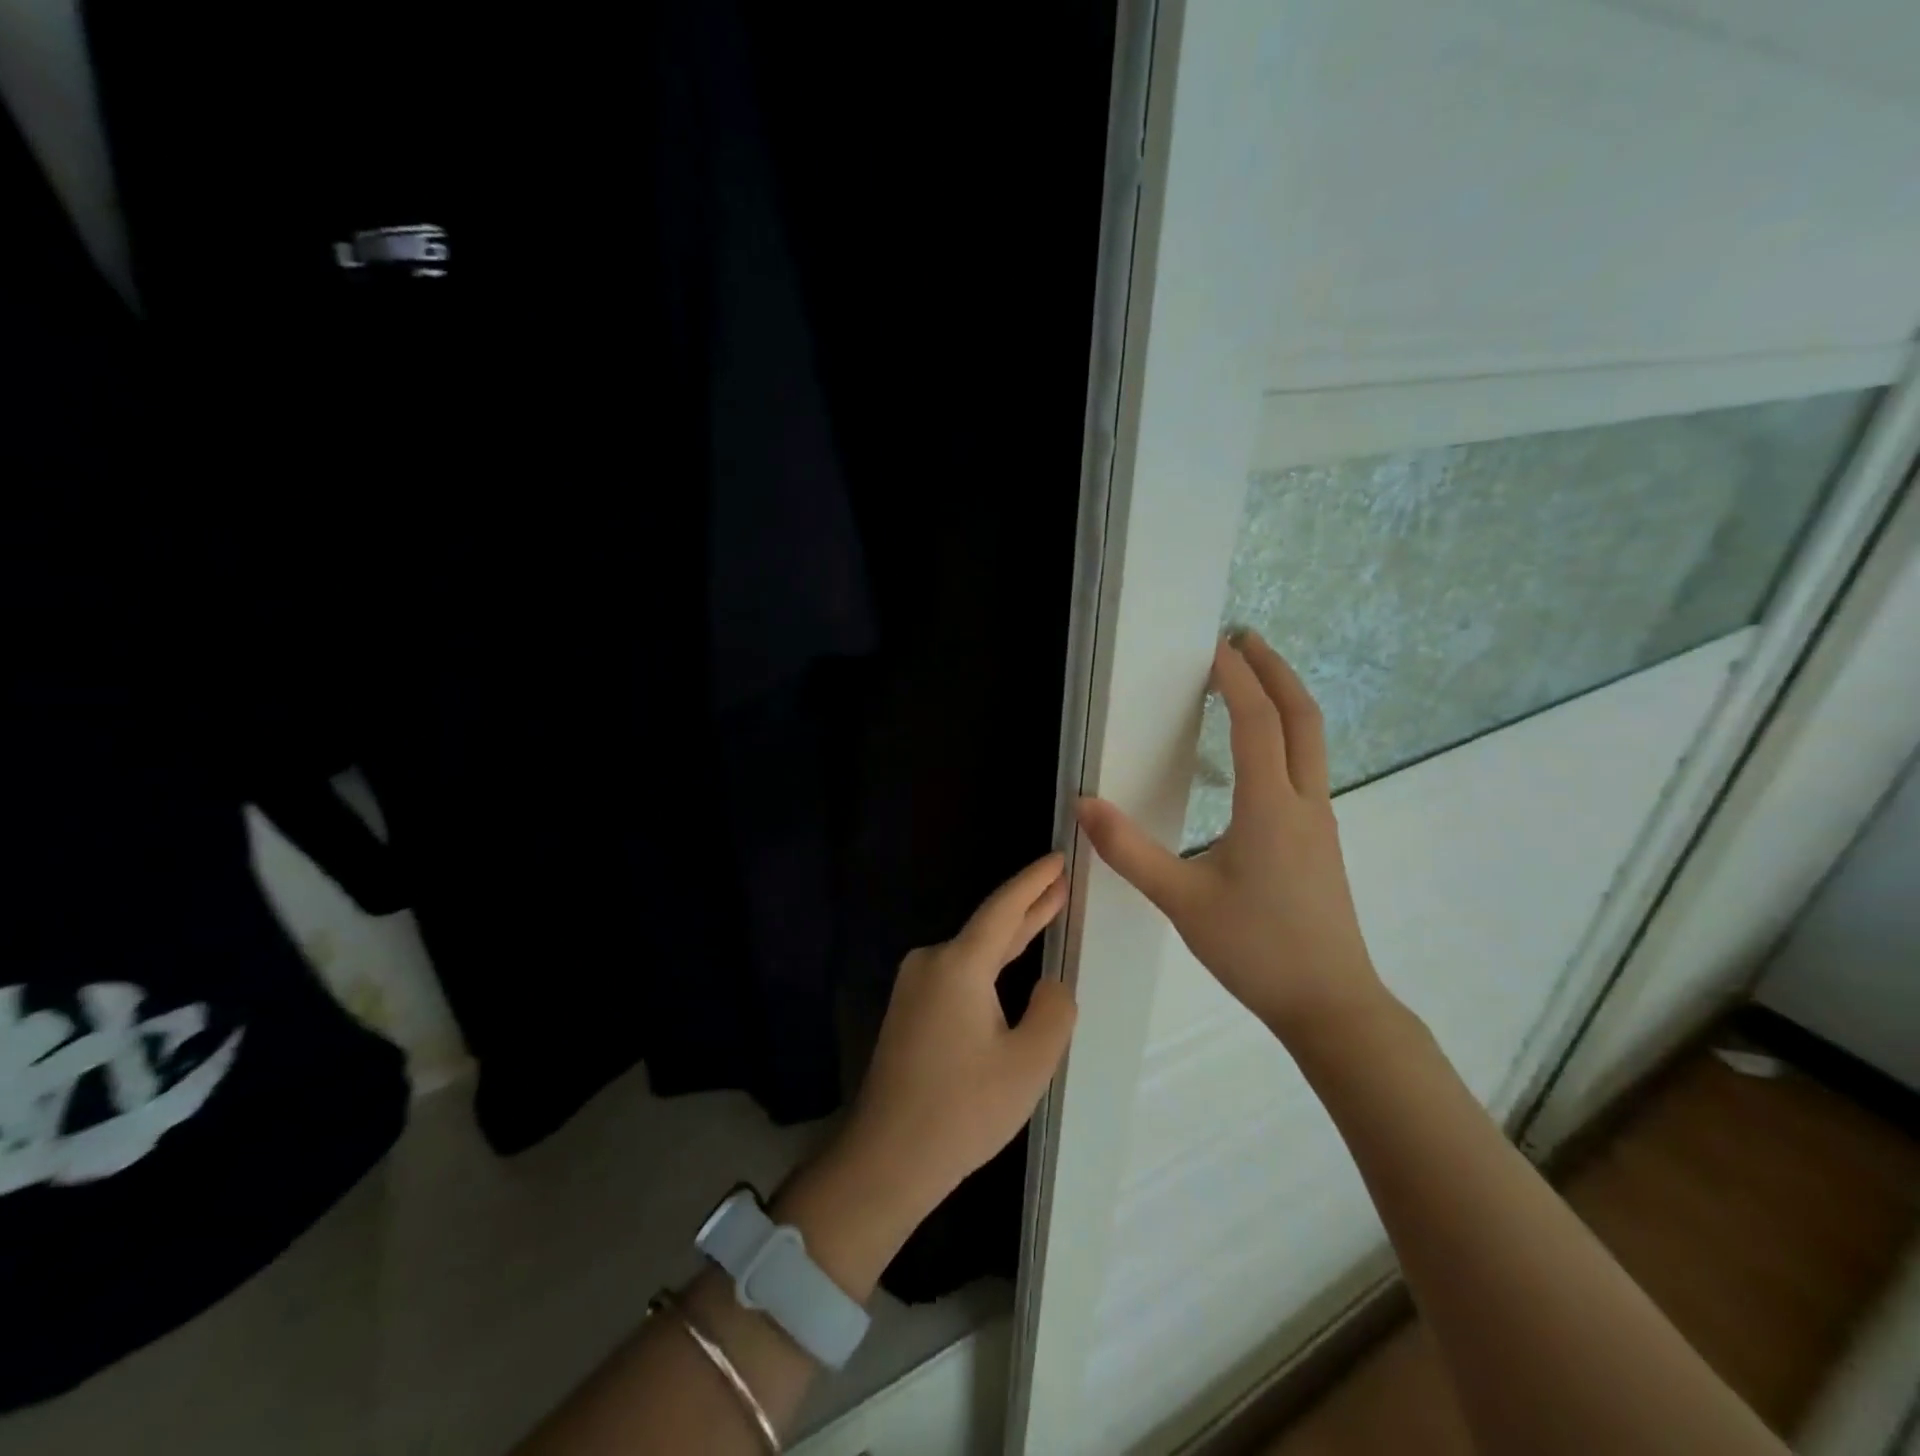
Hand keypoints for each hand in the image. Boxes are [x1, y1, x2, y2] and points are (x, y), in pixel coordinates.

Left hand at [832, 854, 1076, 1231]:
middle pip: (988, 927)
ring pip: (973, 953)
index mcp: (958, 965)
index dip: (1034, 882)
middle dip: (1027, 906)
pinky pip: (957, 975)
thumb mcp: (1029, 1063)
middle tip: (1060, 883)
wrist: (887, 1158)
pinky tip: (1007, 967)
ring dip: (1009, 938)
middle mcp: (931, 963)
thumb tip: (1049, 985)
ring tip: (1044, 915)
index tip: (1058, 857)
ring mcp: (914, 986)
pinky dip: (989, 965)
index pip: (1004, 909)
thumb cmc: (963, 1110)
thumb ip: (1053, 1010)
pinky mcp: (909, 1011)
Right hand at [1077, 632, 1385, 1044]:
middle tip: (1245, 639)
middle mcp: (1303, 802)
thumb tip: (1084, 805)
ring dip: (1285, 700)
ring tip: (1251, 681)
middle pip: (1303, 716)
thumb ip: (1130, 852)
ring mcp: (1319, 821)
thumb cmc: (1256, 949)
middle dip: (1276, 671)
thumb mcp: (1182, 901)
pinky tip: (1260, 753)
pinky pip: (1307, 767)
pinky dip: (1287, 735)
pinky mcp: (1320, 840)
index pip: (1257, 722)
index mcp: (1270, 807)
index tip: (1216, 646)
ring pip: (1312, 741)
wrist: (1330, 1004)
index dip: (1237, 679)